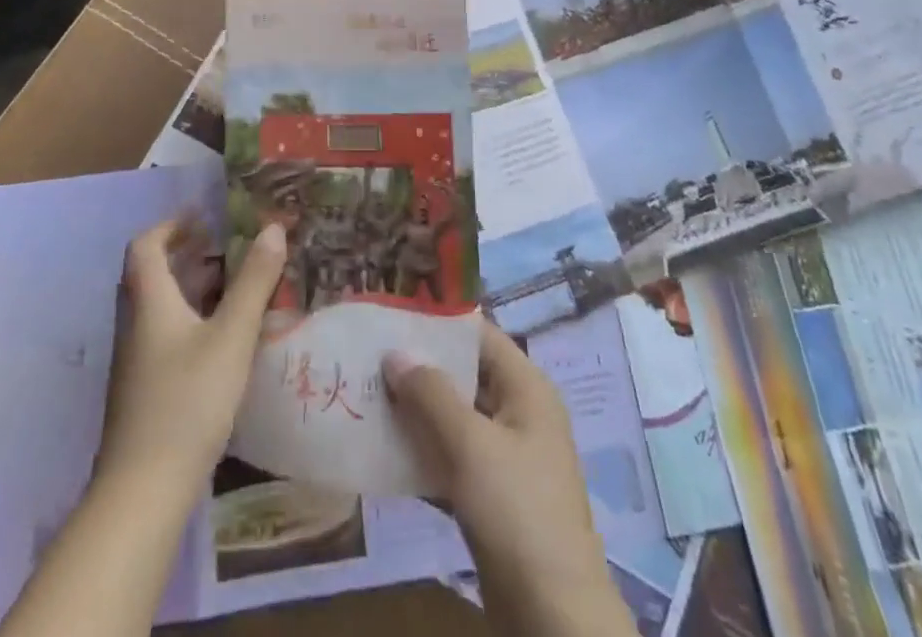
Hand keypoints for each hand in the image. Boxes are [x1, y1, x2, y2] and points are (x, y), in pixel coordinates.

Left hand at [95, 218, 286, 498]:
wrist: (143, 492)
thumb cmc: (187, 401)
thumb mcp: (231, 336)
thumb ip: (254, 282)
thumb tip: (273, 228)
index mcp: (149, 302)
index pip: (145, 246)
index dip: (171, 225)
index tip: (204, 217)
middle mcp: (135, 325)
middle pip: (152, 275)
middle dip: (188, 255)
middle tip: (226, 248)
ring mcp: (136, 362)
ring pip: (161, 308)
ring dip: (192, 289)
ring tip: (234, 287)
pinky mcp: (143, 392)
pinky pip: (165, 336)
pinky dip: (191, 321)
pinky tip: (223, 340)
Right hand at [384, 321, 635, 636]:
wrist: (554, 618)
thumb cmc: (517, 510)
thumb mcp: (470, 444)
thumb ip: (431, 393)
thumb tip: (394, 353)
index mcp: (526, 388)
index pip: (479, 335)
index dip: (437, 323)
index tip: (392, 315)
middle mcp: (519, 413)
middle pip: (464, 374)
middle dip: (420, 367)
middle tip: (369, 355)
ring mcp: (507, 457)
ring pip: (455, 418)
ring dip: (416, 410)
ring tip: (368, 395)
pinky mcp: (493, 496)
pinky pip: (453, 457)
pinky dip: (424, 450)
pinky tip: (384, 448)